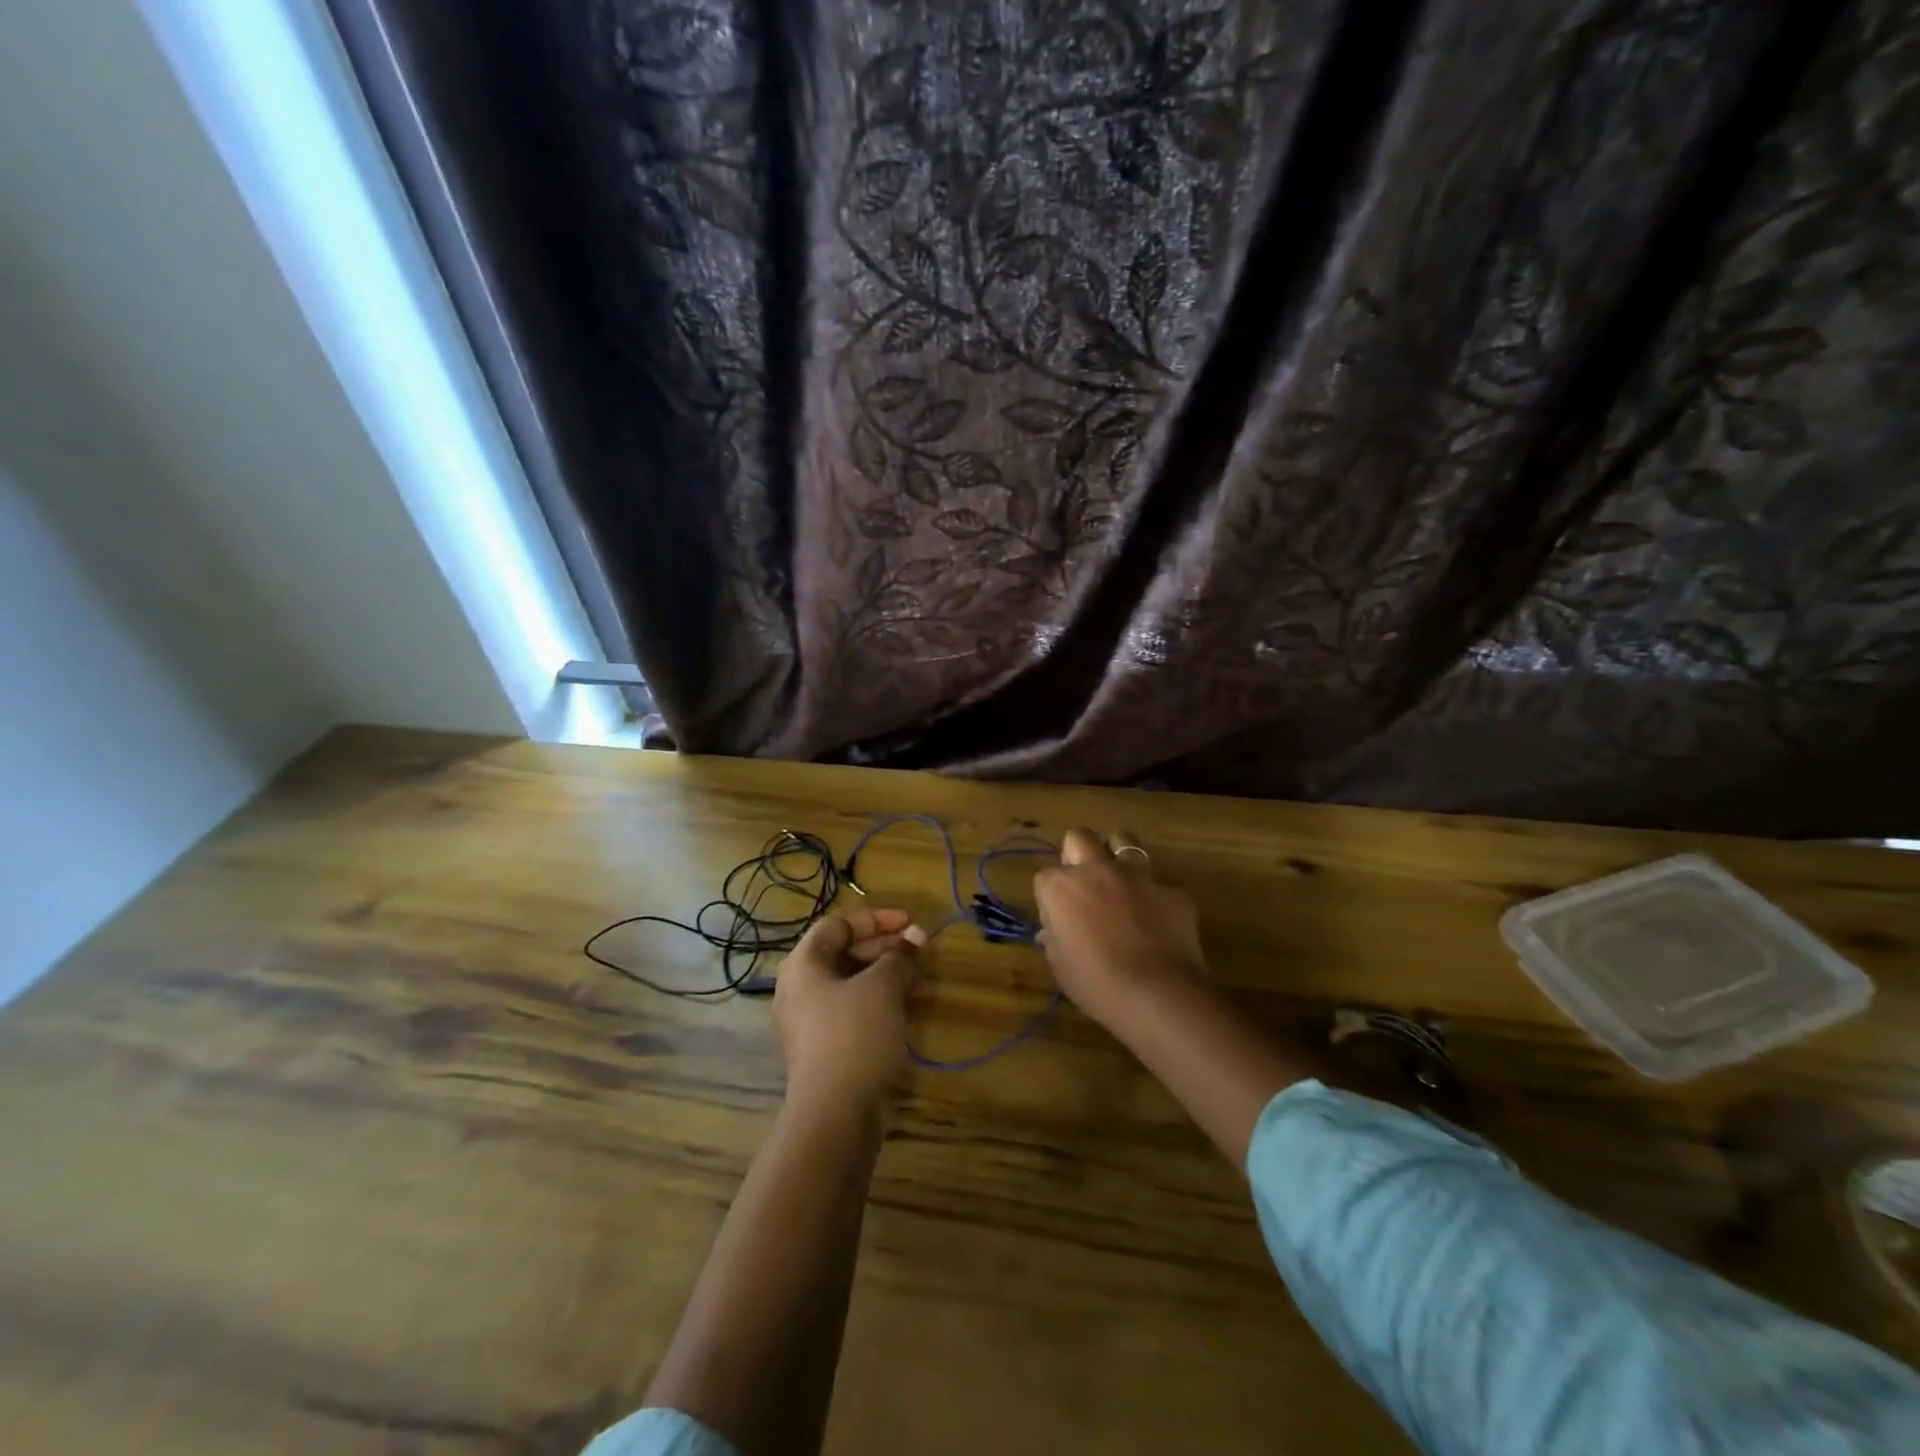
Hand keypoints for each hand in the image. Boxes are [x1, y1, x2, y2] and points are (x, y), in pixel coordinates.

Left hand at [773, 907, 926, 1109]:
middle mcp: (801, 988)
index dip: (876, 918)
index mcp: (803, 964)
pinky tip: (908, 1007)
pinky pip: (854, 1010)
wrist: (834, 1114)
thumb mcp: (882, 987)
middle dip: (886, 947)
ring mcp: (811, 1021)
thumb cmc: (854, 1035)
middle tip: (921, 949)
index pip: (838, 924)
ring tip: (921, 978)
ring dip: (887, 975)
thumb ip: (900, 956)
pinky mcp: (826, 1048)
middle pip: (844, 952)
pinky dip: (880, 1001)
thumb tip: (914, 939)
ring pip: (852, 983)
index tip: (910, 922)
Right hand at [1033, 828, 1207, 1025]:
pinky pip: (1158, 883)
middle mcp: (1097, 870)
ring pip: (1123, 840)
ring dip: (1117, 856)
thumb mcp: (1060, 966)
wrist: (1158, 995)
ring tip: (1120, 884)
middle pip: (1079, 837)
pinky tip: (1156, 921)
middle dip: (1078, 853)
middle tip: (1084, 885)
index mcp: (1062, 887)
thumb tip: (1054, 930)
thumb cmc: (1096, 984)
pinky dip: (1153, 896)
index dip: (1051, 898)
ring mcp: (1138, 875)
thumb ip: (1055, 939)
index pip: (1045, 877)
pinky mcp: (1172, 889)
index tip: (1059, 921)